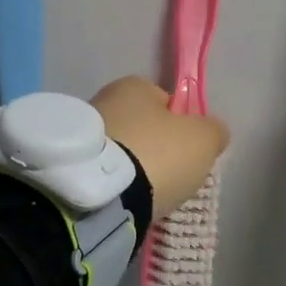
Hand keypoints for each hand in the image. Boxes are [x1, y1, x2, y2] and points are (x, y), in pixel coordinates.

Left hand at [91, 78, 228, 217]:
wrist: (104, 196)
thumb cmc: (157, 155)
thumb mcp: (203, 139)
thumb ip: (213, 130)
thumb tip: (212, 132)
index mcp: (133, 85)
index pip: (166, 101)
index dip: (182, 125)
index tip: (187, 151)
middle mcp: (102, 100)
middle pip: (142, 127)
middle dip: (155, 148)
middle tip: (170, 175)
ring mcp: (83, 135)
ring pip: (122, 151)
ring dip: (134, 168)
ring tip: (147, 193)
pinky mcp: (71, 167)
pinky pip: (105, 173)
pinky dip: (118, 184)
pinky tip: (127, 200)